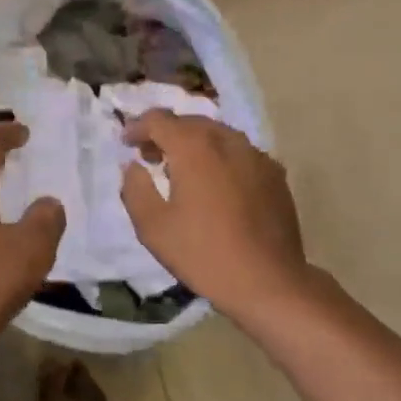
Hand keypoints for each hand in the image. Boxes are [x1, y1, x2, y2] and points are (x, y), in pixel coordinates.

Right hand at [121, 111, 320, 325]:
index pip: (159, 119)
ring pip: (217, 134)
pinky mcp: (274, 173)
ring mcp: (256, 155)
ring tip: (182, 169)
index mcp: (194, 148)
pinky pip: (239, 152)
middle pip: (190, 122)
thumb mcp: (152, 227)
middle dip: (166, 133)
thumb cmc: (203, 253)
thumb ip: (135, 188)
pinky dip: (220, 157)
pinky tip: (216, 184)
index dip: (137, 127)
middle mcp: (226, 141)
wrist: (268, 281)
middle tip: (150, 156)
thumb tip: (134, 166)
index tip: (126, 143)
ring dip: (194, 143)